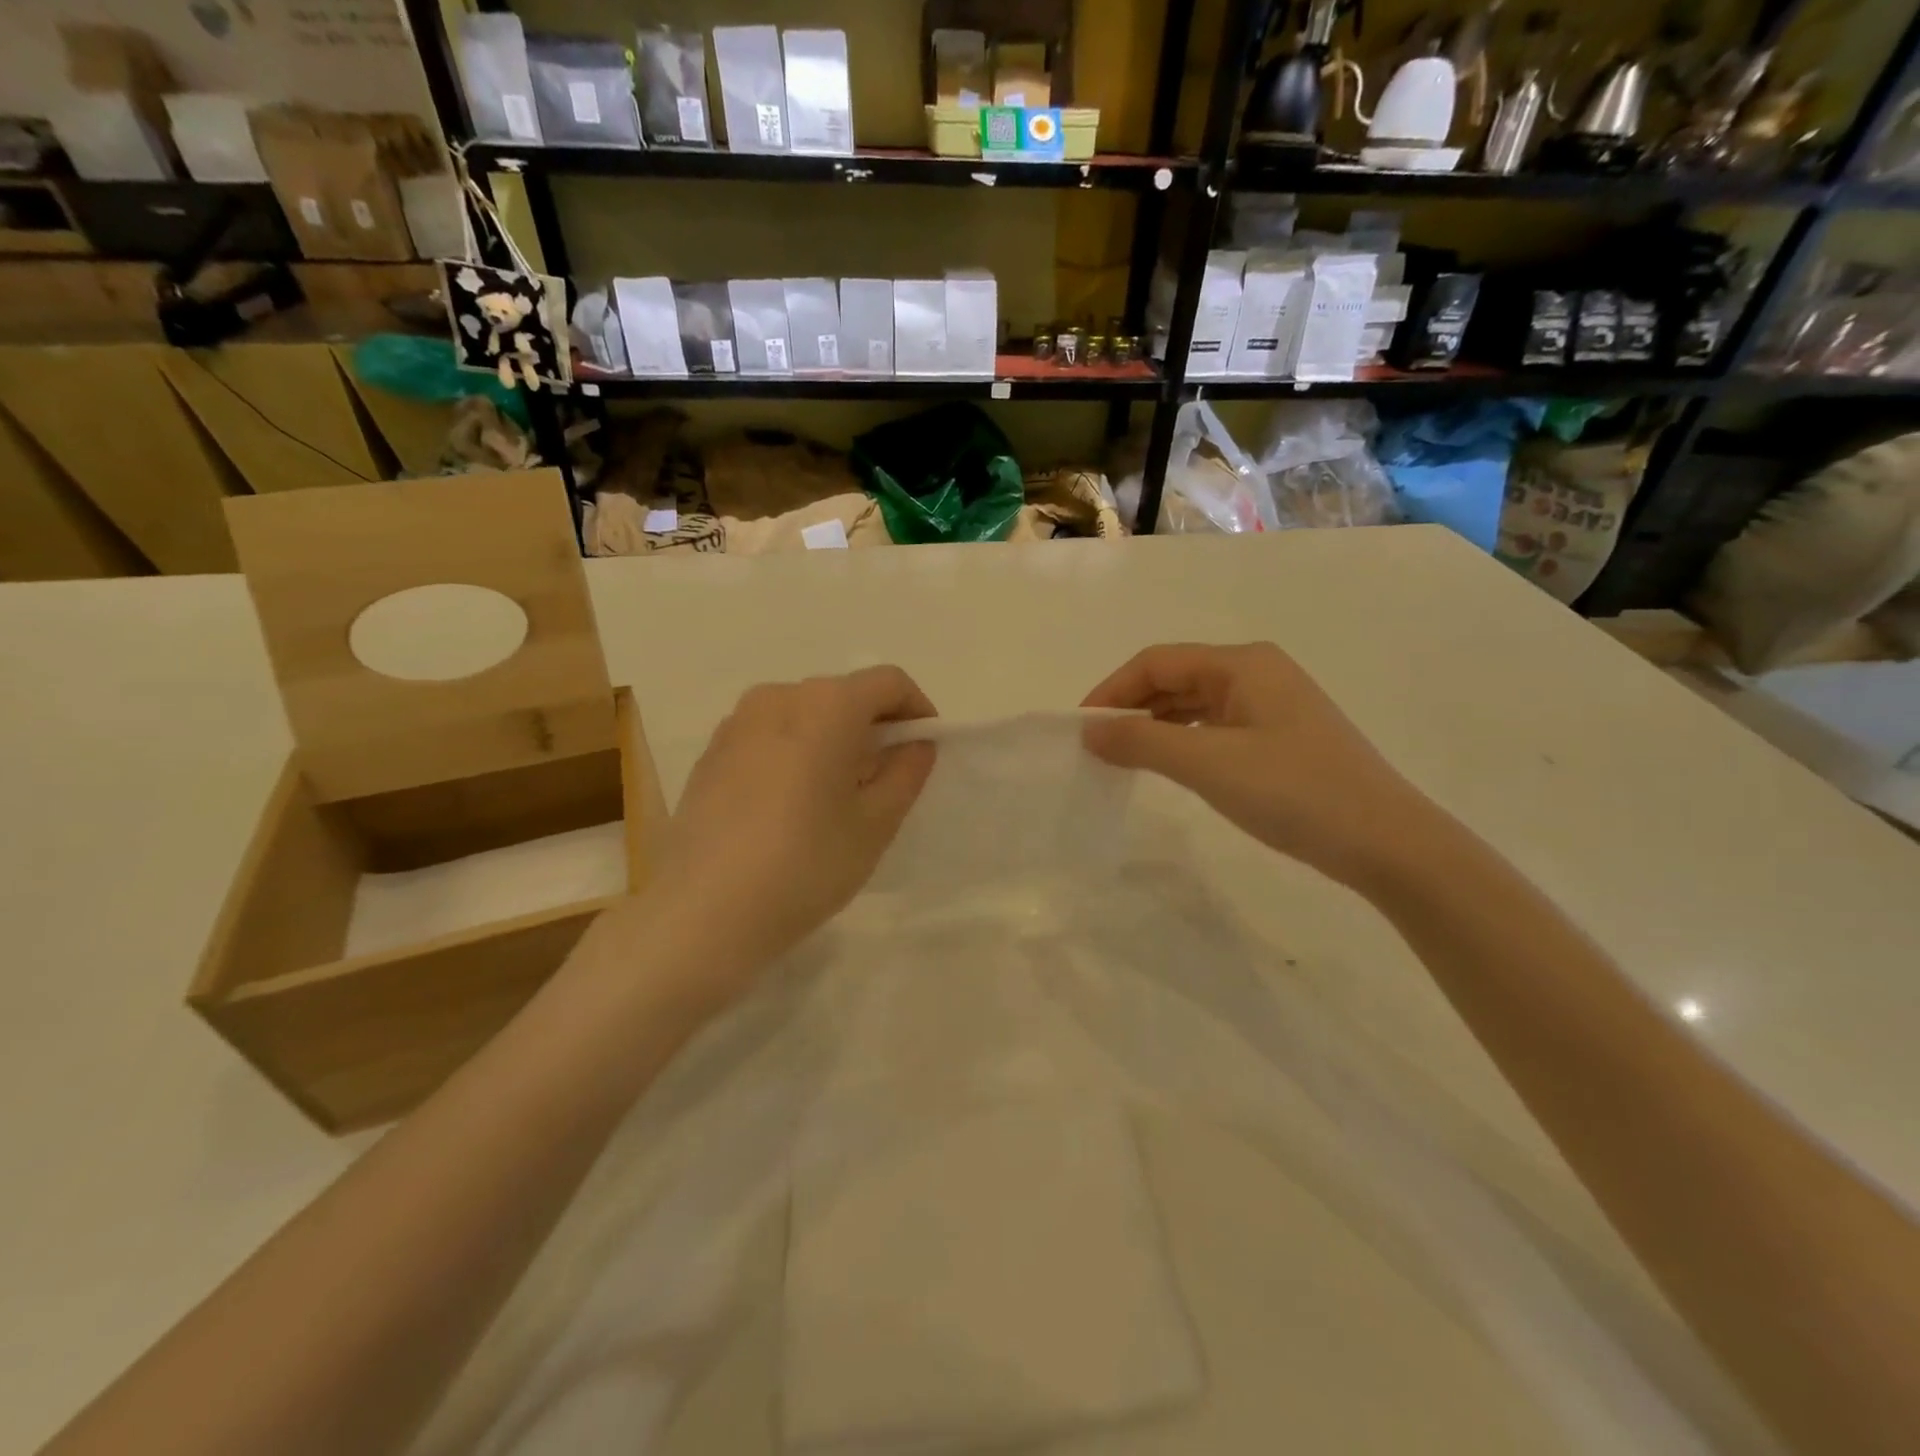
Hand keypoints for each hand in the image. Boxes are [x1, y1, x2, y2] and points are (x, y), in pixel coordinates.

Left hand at [640, 666, 937, 1003]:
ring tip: (837, 797)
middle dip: (875, 728)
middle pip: (844, 695)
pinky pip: (770, 736)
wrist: (701, 914)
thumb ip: (906, 773)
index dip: (917, 710)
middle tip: (886, 781)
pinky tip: (791, 807)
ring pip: (805, 714)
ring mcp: (737, 723)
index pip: (889, 682)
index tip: (924, 751)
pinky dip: (796, 753)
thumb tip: (916, 744)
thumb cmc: (804, 865)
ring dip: (834, 740)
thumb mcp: (875, 824)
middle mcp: (779, 697)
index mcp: (826, 705)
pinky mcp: (711, 752)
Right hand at [1082, 643, 1429, 888]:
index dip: (1112, 691)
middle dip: (1132, 708)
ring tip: (1123, 758)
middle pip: (1176, 678)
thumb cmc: (1294, 792)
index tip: (1080, 729)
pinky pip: (1215, 727)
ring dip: (1155, 726)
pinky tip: (1170, 765)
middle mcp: (1257, 673)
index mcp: (1242, 664)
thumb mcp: (1208, 764)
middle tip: (1097, 747)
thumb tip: (1089, 731)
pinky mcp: (1280, 737)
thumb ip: (1142, 742)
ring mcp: (1272, 705)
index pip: (1157, 662)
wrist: (1386, 842)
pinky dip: (1183, 741)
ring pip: (1195, 704)